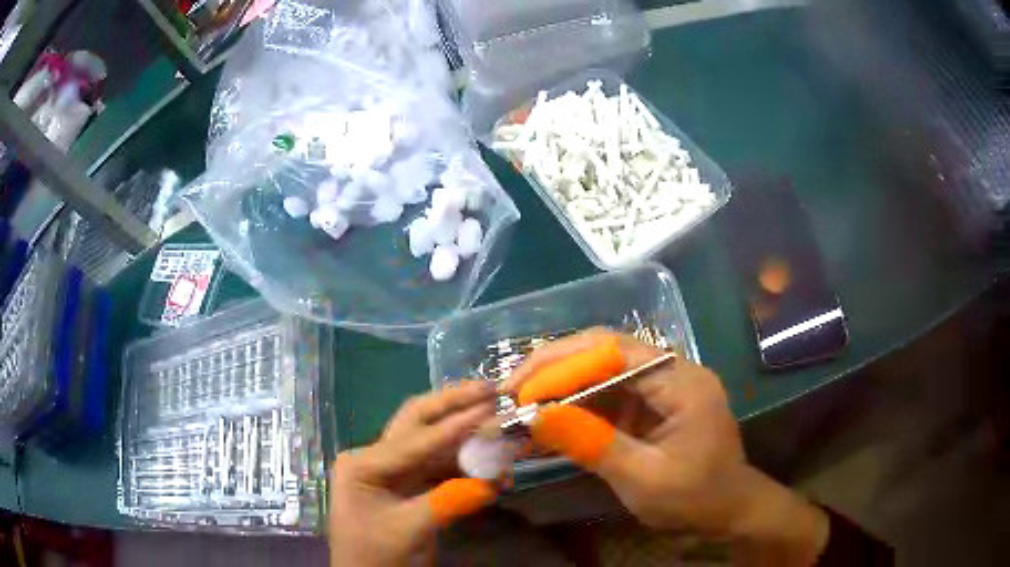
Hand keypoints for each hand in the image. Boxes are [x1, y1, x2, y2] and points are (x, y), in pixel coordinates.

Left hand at [329, 382, 498, 566]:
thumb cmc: (374, 556)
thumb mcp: (407, 532)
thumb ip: (446, 503)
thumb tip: (491, 482)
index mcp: (363, 464)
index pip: (415, 440)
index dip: (456, 425)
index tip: (492, 406)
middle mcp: (376, 458)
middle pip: (417, 421)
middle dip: (453, 403)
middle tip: (489, 388)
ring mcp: (393, 470)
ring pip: (433, 442)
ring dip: (465, 433)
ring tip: (498, 418)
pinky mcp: (409, 485)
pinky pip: (440, 466)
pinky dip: (466, 462)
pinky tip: (491, 460)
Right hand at [504, 328, 829, 565]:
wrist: (729, 510)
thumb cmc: (696, 497)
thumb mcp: (644, 478)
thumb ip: (593, 444)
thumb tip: (537, 417)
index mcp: (682, 381)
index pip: (614, 351)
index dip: (562, 363)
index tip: (520, 387)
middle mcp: (671, 371)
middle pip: (604, 351)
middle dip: (553, 369)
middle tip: (510, 391)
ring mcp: (660, 386)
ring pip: (600, 371)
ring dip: (559, 387)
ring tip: (519, 404)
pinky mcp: (650, 404)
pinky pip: (606, 395)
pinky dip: (574, 407)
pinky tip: (547, 421)